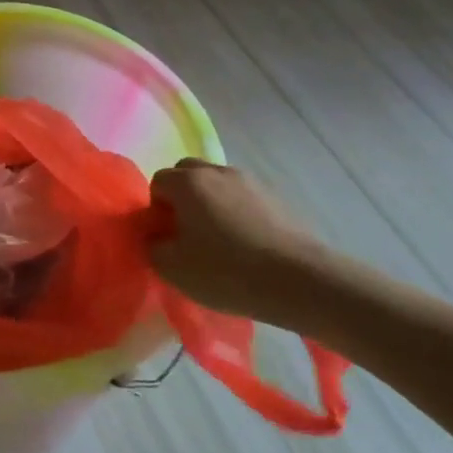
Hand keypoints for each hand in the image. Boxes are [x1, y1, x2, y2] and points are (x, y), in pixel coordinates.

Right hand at [149, 159, 333, 326]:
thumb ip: (153, 247)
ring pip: (216, 183)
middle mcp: (215, 171)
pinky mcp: (275, 197)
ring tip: (220, 240)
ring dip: (210, 203)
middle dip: (182, 197)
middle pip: (187, 173)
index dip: (157, 209)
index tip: (168, 237)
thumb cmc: (227, 271)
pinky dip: (236, 212)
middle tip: (188, 233)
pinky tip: (247, 244)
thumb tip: (156, 236)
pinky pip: (242, 197)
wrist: (300, 281)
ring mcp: (249, 181)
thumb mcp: (173, 269)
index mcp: (187, 182)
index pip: (158, 182)